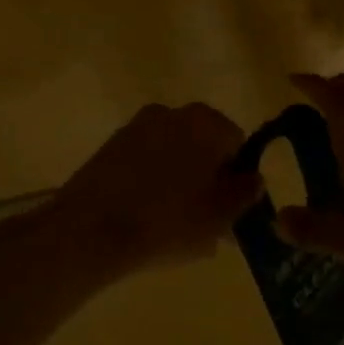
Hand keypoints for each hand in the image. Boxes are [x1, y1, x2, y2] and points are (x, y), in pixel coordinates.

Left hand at [48, 102, 263, 277]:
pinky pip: (144, 165)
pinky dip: (151, 185)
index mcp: (206, 122)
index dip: (238, 177)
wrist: (90, 231)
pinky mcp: (109, 149)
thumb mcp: (221, 215)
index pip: (238, 143)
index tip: (232, 209)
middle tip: (208, 221)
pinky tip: (149, 220)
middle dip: (209, 180)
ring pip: (173, 157)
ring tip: (177, 227)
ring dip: (180, 183)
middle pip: (203, 147)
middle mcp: (171, 113)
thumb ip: (245, 193)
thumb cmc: (168, 219)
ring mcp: (136, 128)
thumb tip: (254, 180)